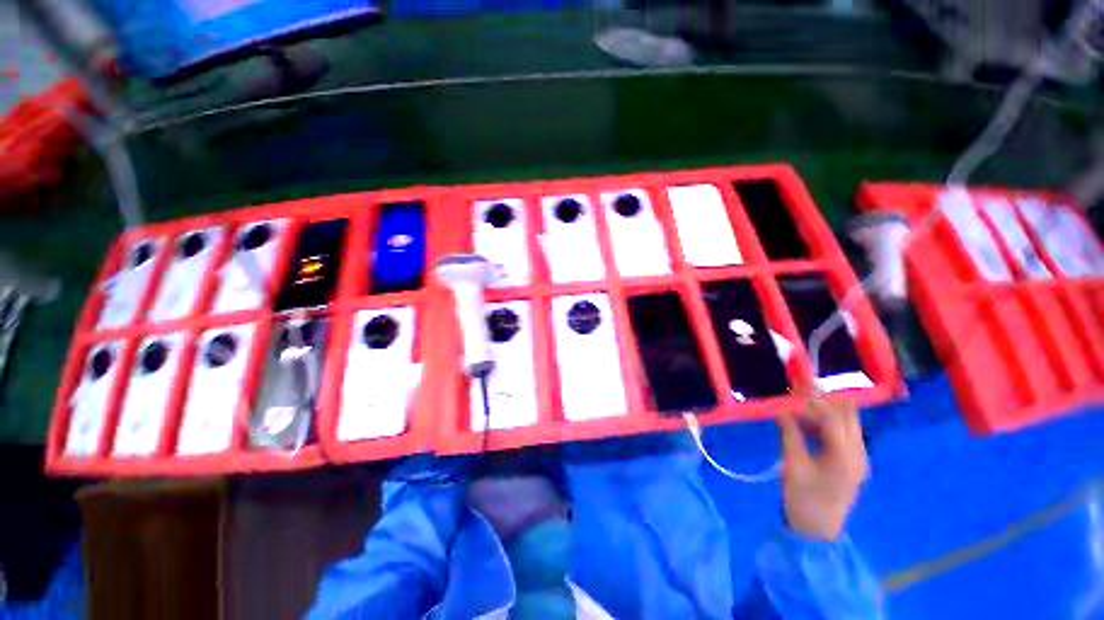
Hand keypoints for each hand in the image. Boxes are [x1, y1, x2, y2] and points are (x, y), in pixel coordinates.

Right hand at [778, 397, 868, 541]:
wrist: (818, 530)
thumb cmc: (804, 498)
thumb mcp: (792, 465)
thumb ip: (789, 434)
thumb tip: (781, 410)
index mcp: (845, 456)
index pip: (833, 417)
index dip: (811, 402)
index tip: (790, 394)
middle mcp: (858, 453)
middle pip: (847, 415)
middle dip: (823, 401)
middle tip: (796, 395)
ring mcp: (859, 458)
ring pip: (847, 422)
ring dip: (825, 411)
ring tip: (797, 408)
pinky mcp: (853, 462)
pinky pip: (844, 433)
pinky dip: (826, 424)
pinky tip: (806, 424)